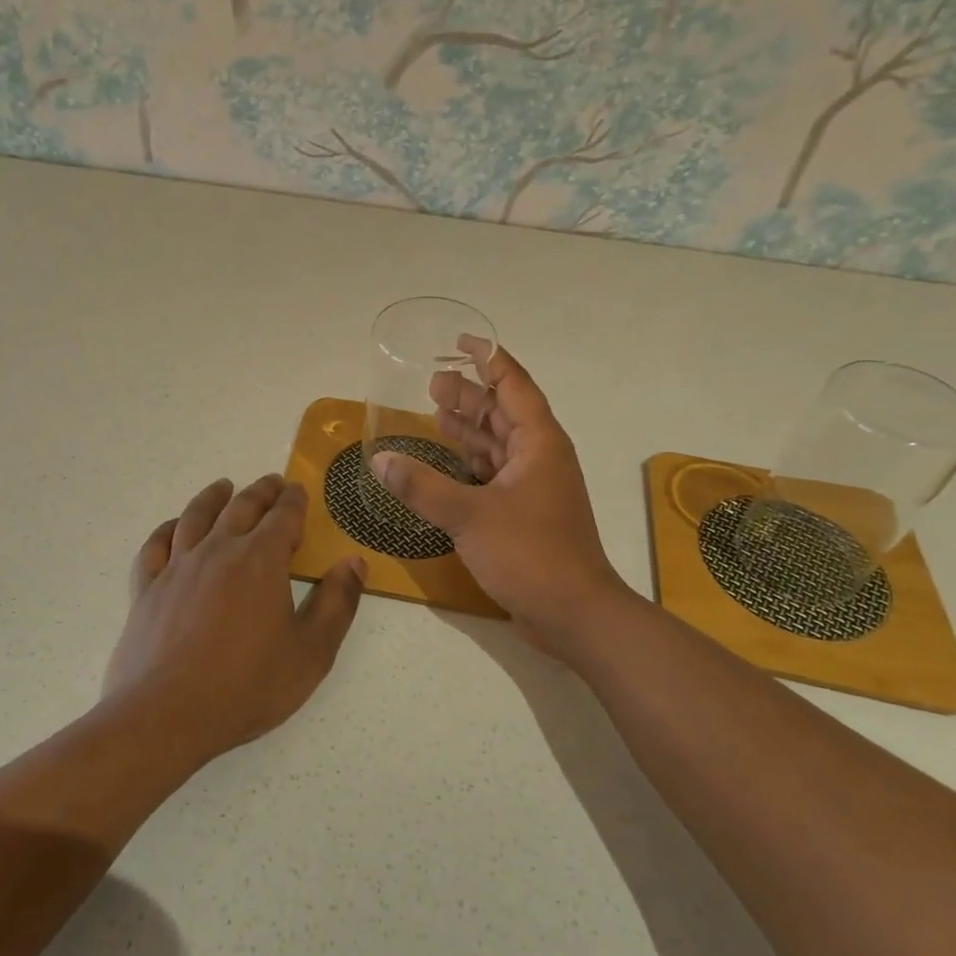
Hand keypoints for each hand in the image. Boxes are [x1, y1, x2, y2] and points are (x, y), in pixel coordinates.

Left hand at [105, 475, 365, 764]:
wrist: (166, 716)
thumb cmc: (246, 686)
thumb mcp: (311, 652)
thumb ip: (337, 603)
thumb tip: (354, 562)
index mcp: (261, 561)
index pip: (283, 517)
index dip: (294, 501)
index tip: (298, 490)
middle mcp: (218, 551)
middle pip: (241, 508)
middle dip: (261, 492)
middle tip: (271, 482)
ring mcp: (177, 567)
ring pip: (196, 516)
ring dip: (213, 497)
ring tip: (223, 486)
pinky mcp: (147, 588)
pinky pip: (156, 545)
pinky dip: (167, 529)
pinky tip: (173, 527)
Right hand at [370, 342, 632, 654]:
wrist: (574, 613)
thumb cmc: (529, 553)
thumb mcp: (469, 516)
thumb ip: (421, 486)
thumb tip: (381, 461)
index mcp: (537, 442)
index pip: (513, 384)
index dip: (489, 358)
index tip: (461, 341)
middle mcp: (539, 456)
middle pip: (502, 412)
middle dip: (469, 394)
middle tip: (431, 383)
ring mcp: (534, 486)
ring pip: (498, 444)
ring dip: (468, 428)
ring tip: (434, 412)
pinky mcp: (525, 513)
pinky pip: (494, 473)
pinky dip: (469, 463)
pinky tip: (445, 463)